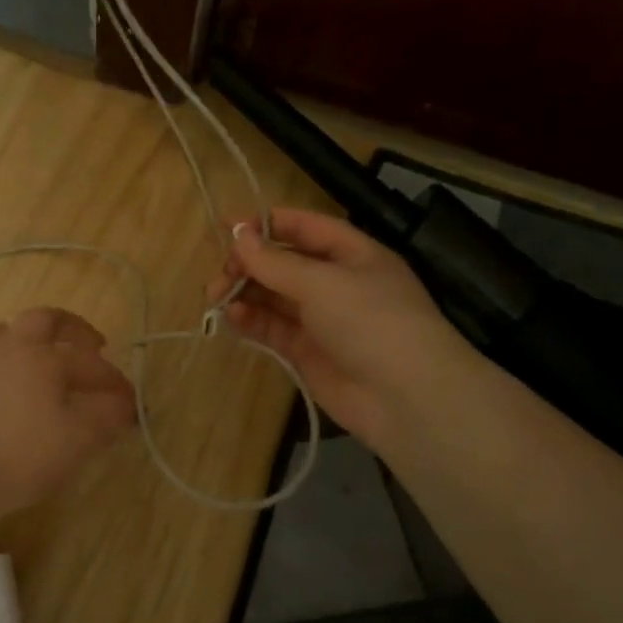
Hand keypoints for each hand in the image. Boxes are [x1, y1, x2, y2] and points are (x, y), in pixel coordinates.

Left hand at [0, 307, 136, 523]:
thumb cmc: (18, 455)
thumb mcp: (76, 441)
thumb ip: (106, 417)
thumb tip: (125, 404)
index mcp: (43, 356)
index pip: (90, 362)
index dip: (114, 381)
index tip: (131, 404)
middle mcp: (9, 348)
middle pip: (43, 319)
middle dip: (72, 327)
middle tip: (90, 345)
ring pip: (2, 332)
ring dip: (26, 338)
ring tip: (38, 357)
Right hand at [210, 208, 459, 446]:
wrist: (405, 398)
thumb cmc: (370, 321)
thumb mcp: (321, 282)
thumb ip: (275, 261)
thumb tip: (237, 235)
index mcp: (353, 255)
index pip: (306, 227)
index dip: (268, 224)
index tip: (228, 228)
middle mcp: (337, 283)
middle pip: (285, 263)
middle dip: (251, 263)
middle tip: (222, 273)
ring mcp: (322, 320)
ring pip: (275, 297)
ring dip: (246, 293)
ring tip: (217, 296)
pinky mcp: (308, 353)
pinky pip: (273, 329)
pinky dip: (251, 321)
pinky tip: (232, 318)